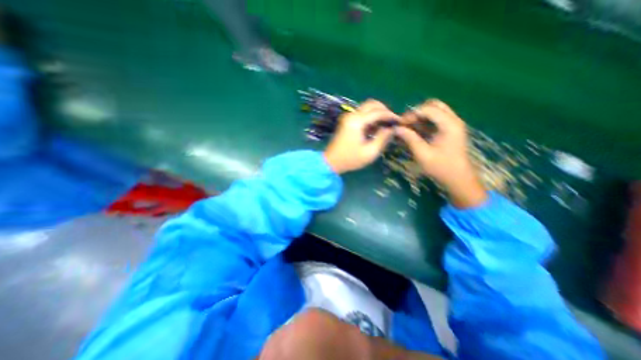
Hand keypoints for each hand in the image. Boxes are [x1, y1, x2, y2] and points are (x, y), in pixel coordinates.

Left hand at [324, 100, 398, 173]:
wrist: (331, 162)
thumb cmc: (350, 159)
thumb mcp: (370, 152)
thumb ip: (382, 138)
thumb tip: (391, 128)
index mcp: (357, 121)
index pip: (378, 112)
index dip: (391, 115)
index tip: (400, 121)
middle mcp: (351, 115)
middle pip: (372, 103)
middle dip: (384, 110)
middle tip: (392, 121)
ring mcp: (347, 117)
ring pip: (366, 107)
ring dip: (377, 113)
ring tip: (385, 125)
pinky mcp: (346, 121)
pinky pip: (361, 113)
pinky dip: (370, 117)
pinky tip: (375, 128)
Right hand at [396, 100, 485, 209]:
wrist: (459, 179)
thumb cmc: (441, 167)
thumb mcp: (423, 154)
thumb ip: (410, 139)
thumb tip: (397, 129)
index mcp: (449, 124)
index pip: (428, 109)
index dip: (412, 114)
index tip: (400, 124)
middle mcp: (453, 120)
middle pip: (434, 105)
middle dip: (417, 112)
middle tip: (405, 123)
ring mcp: (453, 125)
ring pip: (435, 111)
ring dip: (420, 116)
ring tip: (408, 127)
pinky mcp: (450, 130)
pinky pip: (436, 120)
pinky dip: (424, 122)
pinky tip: (414, 131)